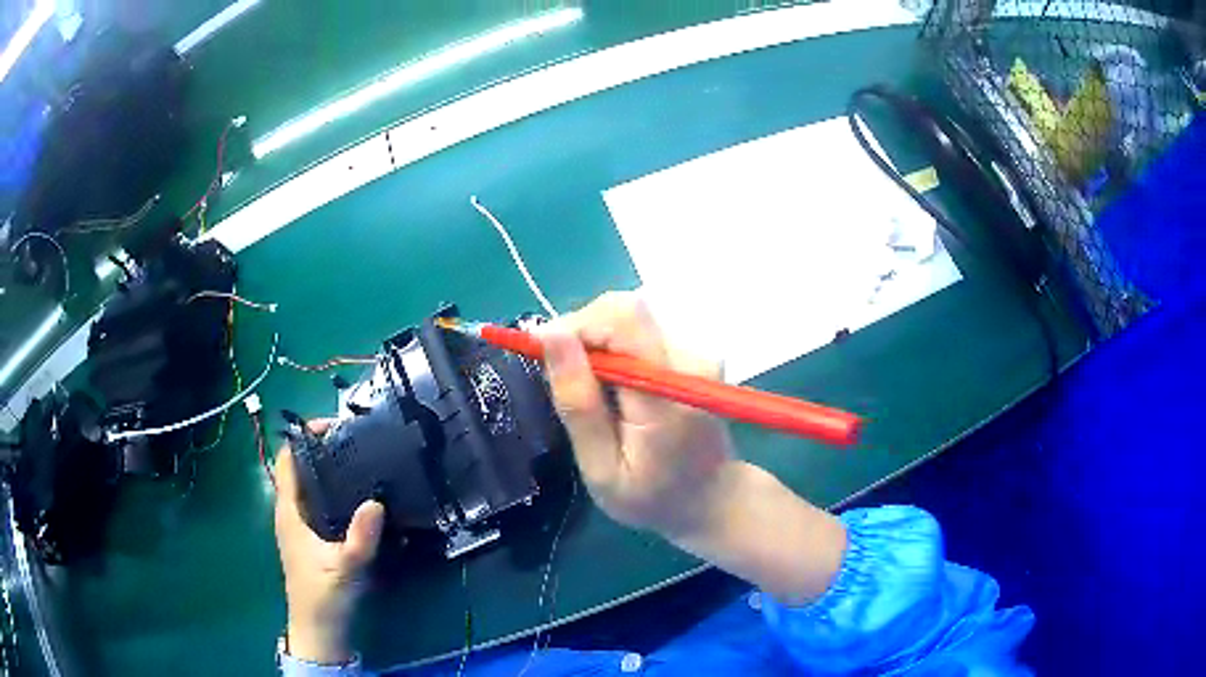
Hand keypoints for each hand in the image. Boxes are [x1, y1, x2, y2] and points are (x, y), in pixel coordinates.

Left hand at [274, 421, 385, 664]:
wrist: (319, 629)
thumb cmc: (324, 596)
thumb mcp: (345, 567)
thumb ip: (360, 538)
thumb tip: (375, 502)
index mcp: (289, 512)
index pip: (287, 460)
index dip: (304, 438)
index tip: (334, 427)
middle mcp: (290, 513)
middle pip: (300, 468)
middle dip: (322, 450)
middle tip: (356, 441)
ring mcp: (300, 526)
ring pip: (310, 485)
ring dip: (329, 470)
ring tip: (361, 461)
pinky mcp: (311, 538)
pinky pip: (319, 502)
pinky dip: (334, 490)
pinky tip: (358, 497)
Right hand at [539, 291, 737, 538]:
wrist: (712, 499)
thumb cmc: (652, 497)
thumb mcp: (602, 468)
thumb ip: (578, 404)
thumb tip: (551, 336)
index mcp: (667, 393)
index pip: (622, 319)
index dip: (575, 324)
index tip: (543, 354)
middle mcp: (691, 359)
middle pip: (624, 310)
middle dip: (582, 332)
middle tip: (563, 377)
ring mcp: (698, 353)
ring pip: (629, 318)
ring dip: (597, 343)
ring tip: (590, 391)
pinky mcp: (695, 353)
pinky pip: (642, 332)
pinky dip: (616, 350)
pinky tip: (614, 388)